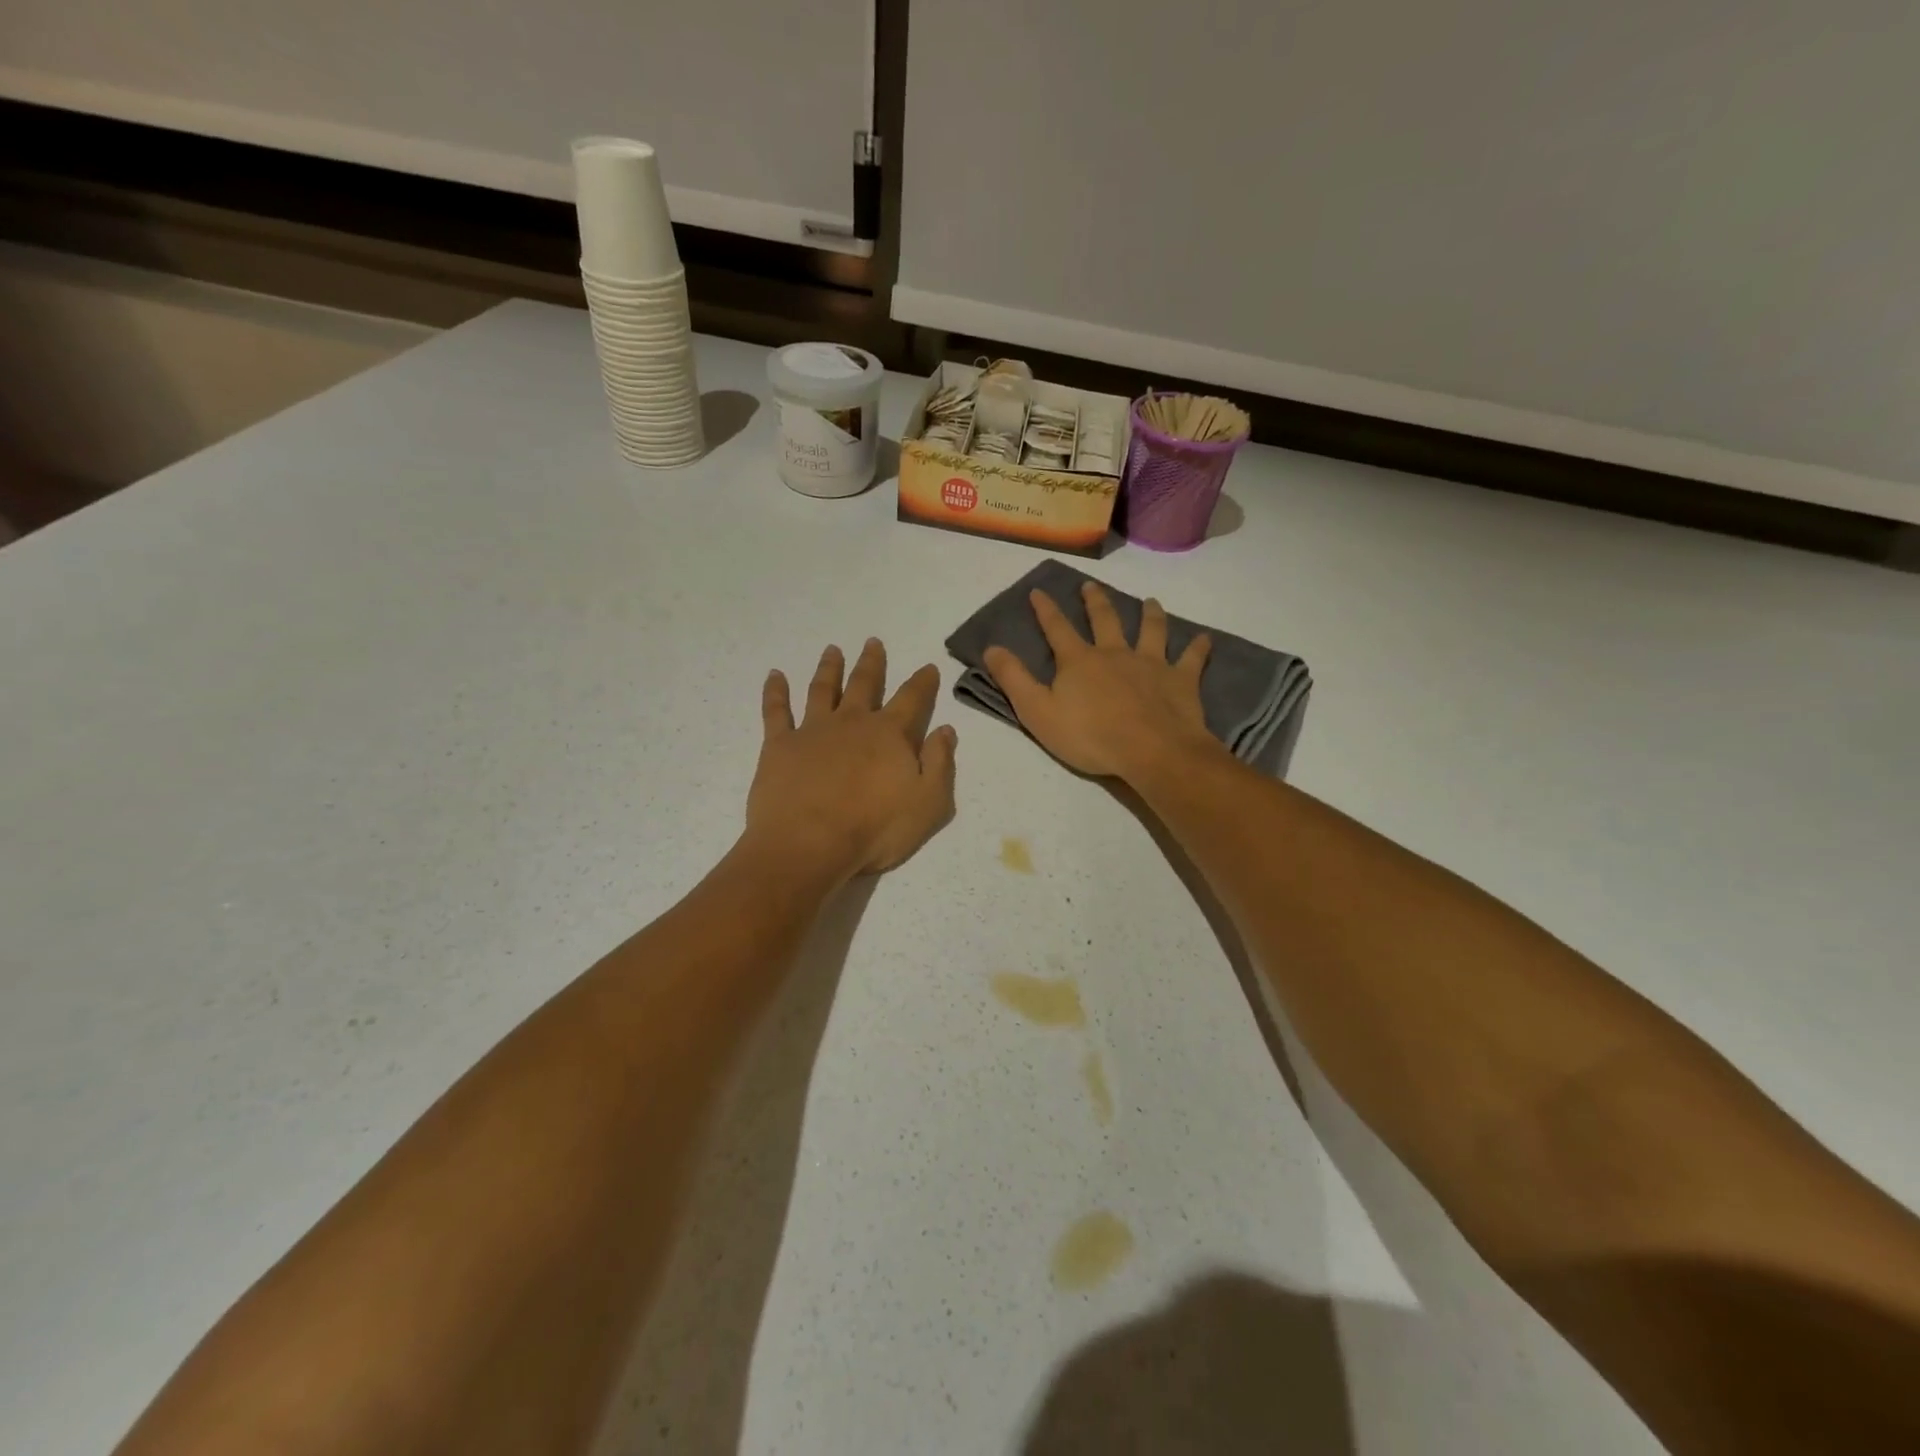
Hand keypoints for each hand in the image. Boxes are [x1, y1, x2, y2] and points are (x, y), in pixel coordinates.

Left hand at [746, 639, 957, 878]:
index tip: (928, 666)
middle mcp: (851, 722)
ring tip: (832, 650)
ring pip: (822, 689)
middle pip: (864, 684)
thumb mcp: (928, 803)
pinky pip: (776, 711)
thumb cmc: (875, 830)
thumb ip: (940, 763)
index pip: (912, 699)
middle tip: (873, 642)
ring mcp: (812, 731)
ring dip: (829, 668)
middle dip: (872, 663)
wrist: (808, 845)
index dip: (922, 682)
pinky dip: (775, 691)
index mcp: (889, 735)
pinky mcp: (779, 746)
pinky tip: (774, 675)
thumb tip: (946, 730)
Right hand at [984, 583, 1216, 780]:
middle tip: (1092, 586)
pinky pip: (1191, 658)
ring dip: (1150, 613)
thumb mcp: (1037, 712)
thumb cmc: (1089, 736)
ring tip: (1150, 601)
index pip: (1057, 628)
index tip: (1038, 591)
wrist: (1150, 750)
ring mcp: (1151, 663)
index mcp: (1079, 661)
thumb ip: (1014, 679)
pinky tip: (1204, 639)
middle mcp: (1115, 653)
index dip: (1045, 610)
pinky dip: (1198, 647)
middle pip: (1105, 619)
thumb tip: (991, 648)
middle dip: (1095, 601)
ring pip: (1151, 630)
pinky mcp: (1181, 680)